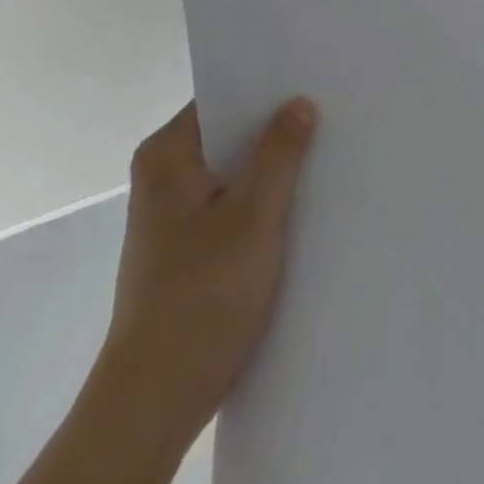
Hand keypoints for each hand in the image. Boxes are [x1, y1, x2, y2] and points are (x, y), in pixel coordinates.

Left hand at [105, 98, 319, 442]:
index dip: (266, 89)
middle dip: (274, 130)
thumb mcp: (253, 215)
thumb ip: (279, 153)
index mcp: (167, 154)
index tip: (310, 80)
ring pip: (232, 173)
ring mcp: (172, 216)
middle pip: (228, 135)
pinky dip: (259, 203)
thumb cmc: (201, 294)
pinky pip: (230, 206)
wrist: (155, 402)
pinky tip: (300, 206)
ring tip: (323, 154)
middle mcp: (163, 176)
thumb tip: (299, 103)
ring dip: (270, 170)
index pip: (222, 98)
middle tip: (328, 114)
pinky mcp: (185, 250)